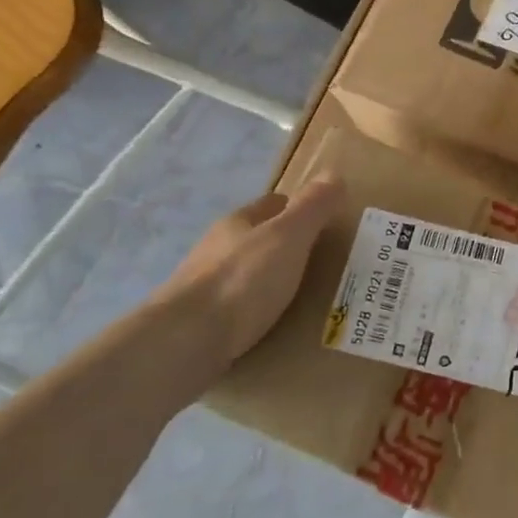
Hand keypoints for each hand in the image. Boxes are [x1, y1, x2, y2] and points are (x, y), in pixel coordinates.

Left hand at [152, 173, 344, 367]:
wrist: (183, 343)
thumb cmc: (242, 280)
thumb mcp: (289, 237)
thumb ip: (312, 207)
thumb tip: (334, 174)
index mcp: (237, 223)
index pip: (272, 205)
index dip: (298, 208)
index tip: (324, 222)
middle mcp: (216, 250)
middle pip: (256, 239)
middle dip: (284, 246)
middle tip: (320, 262)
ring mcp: (203, 289)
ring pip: (244, 276)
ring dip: (268, 282)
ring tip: (300, 298)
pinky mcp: (198, 326)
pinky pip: (236, 312)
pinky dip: (255, 313)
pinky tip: (270, 327)